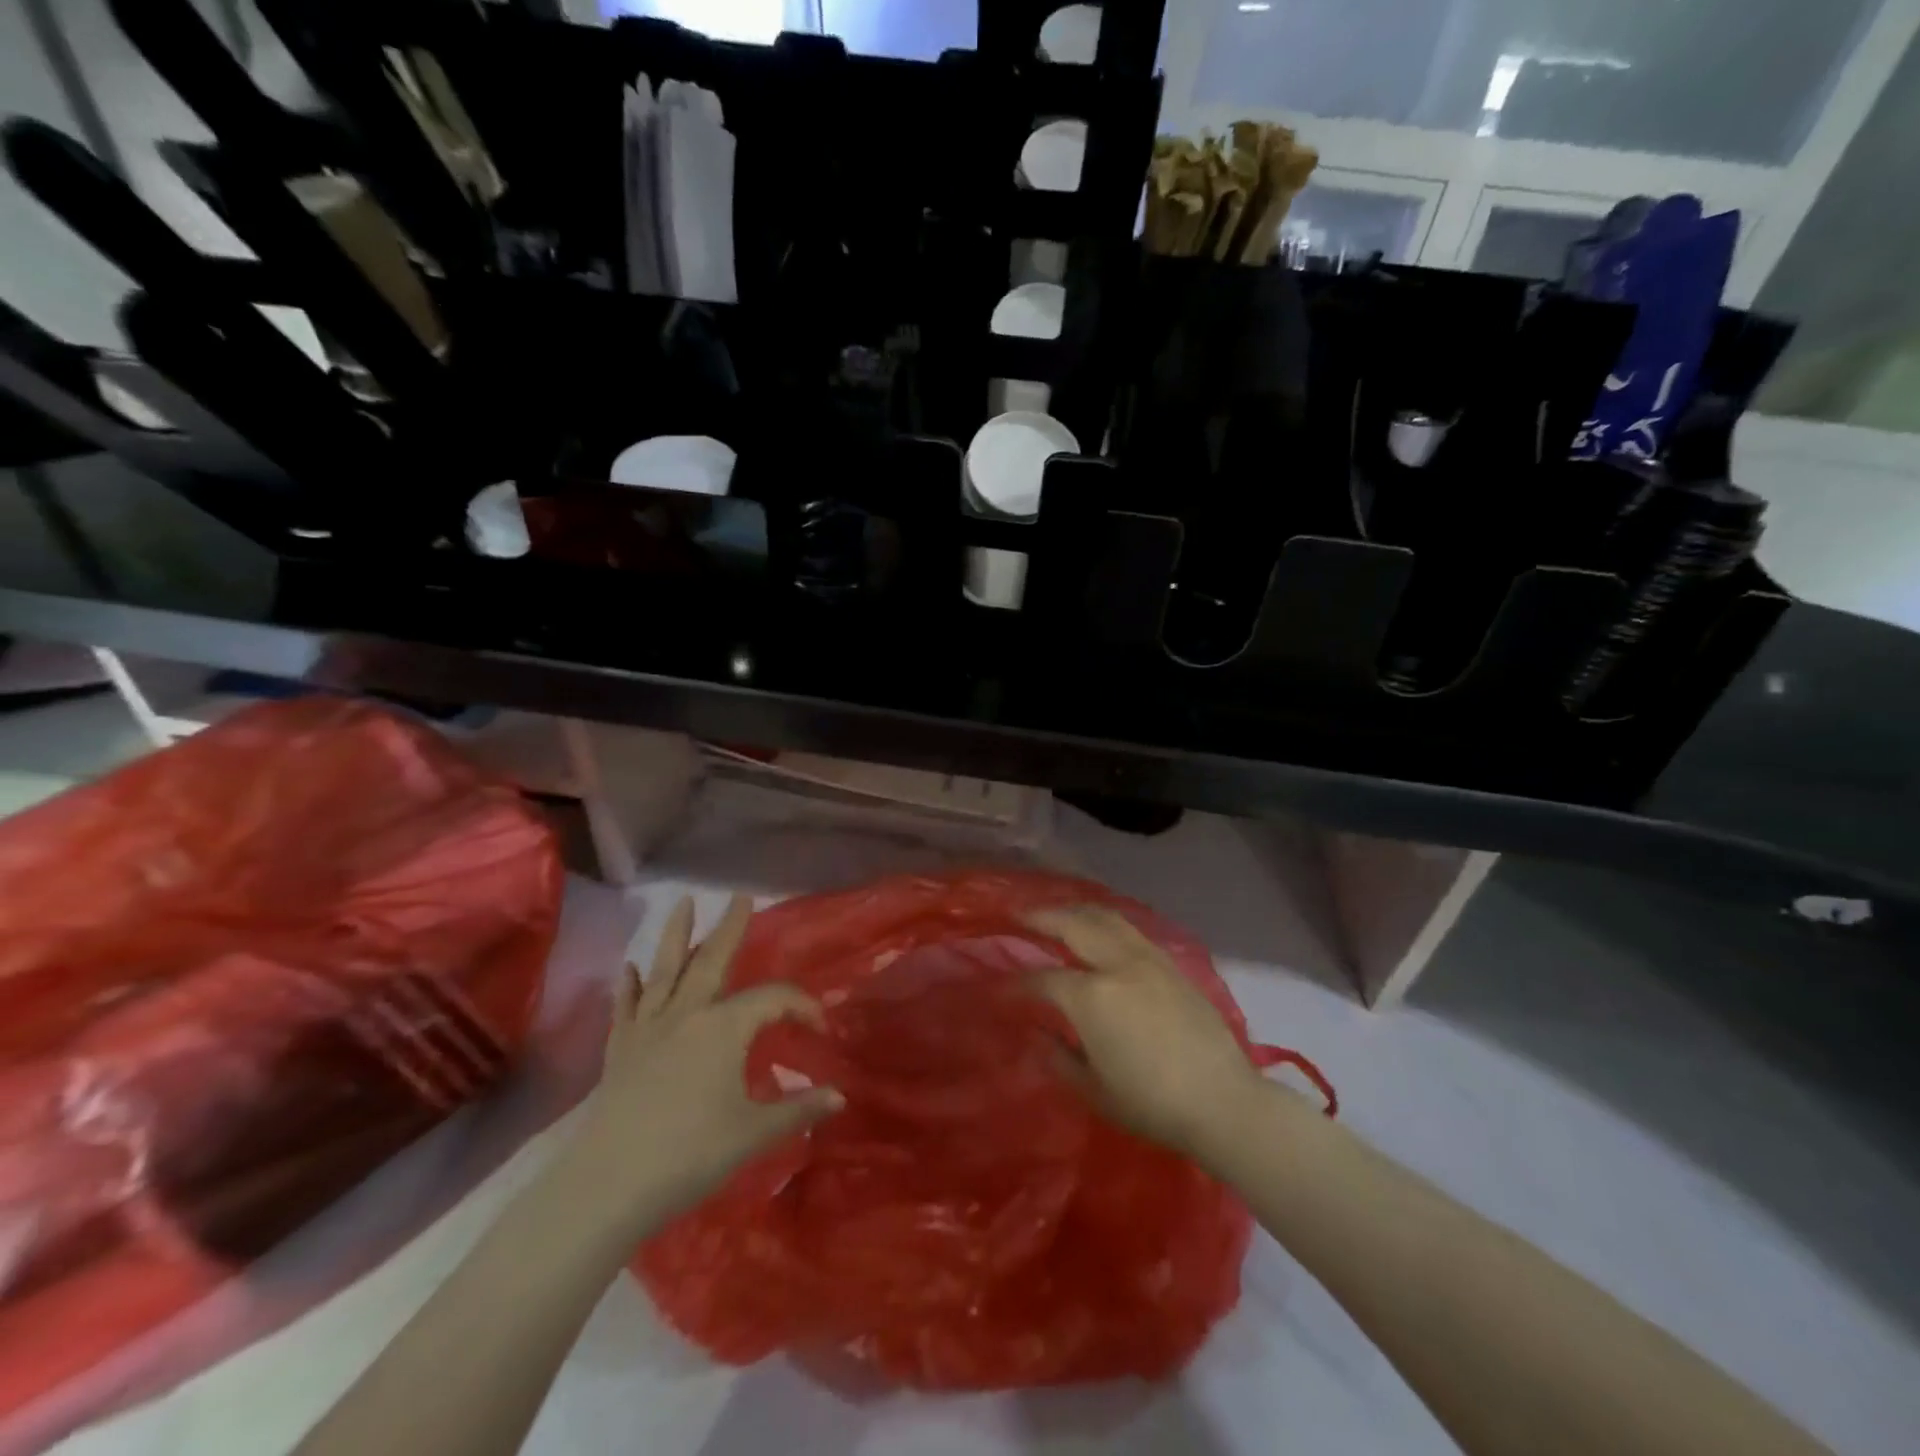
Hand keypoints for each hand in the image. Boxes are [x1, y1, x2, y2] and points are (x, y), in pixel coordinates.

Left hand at [562, 895, 843, 1243]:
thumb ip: (798, 1110)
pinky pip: (626, 1007)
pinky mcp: (619, 1050)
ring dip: (677, 935)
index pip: (773, 999)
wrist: (608, 1186)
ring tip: (682, 903)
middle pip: (713, 961)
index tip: (821, 1027)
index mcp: (724, 1028)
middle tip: (741, 897)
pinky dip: (629, 986)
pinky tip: (629, 968)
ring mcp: (648, 1029)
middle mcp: (686, 1014)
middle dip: (730, 928)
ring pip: (665, 971)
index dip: (802, 1006)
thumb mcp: (753, 1133)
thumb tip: (840, 1097)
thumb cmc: (690, 1155)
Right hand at [1026, 905, 1267, 1165]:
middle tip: (1019, 914)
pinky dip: (1105, 922)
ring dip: (1075, 910)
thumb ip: (1058, 1056)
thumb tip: (1038, 1033)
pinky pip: (1130, 930)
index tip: (1000, 988)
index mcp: (1091, 997)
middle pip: (1073, 924)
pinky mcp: (1171, 964)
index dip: (1017, 984)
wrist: (1223, 1102)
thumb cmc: (1152, 1104)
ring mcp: (1147, 959)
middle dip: (1041, 917)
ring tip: (1058, 913)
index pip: (1043, 979)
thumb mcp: (1094, 1089)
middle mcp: (1117, 965)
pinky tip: (1099, 930)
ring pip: (1105, 917)